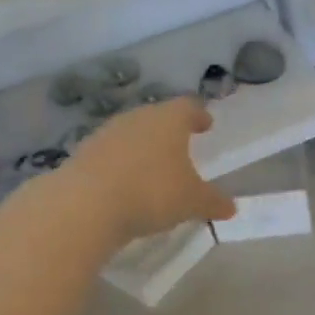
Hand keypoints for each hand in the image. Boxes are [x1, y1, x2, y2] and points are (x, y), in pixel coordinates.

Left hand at [66, 98, 236, 242]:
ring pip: (132, 134)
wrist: (85, 204)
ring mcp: (106, 134)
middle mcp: (137, 118)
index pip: (188, 107)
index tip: (206, 124)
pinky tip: (126, 183)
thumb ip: (213, 201)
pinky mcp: (83, 154)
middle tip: (182, 145)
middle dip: (170, 131)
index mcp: (169, 120)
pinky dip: (122, 164)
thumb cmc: (152, 192)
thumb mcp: (193, 202)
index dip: (199, 115)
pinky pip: (111, 154)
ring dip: (144, 147)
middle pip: (158, 117)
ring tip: (154, 167)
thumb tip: (230, 206)